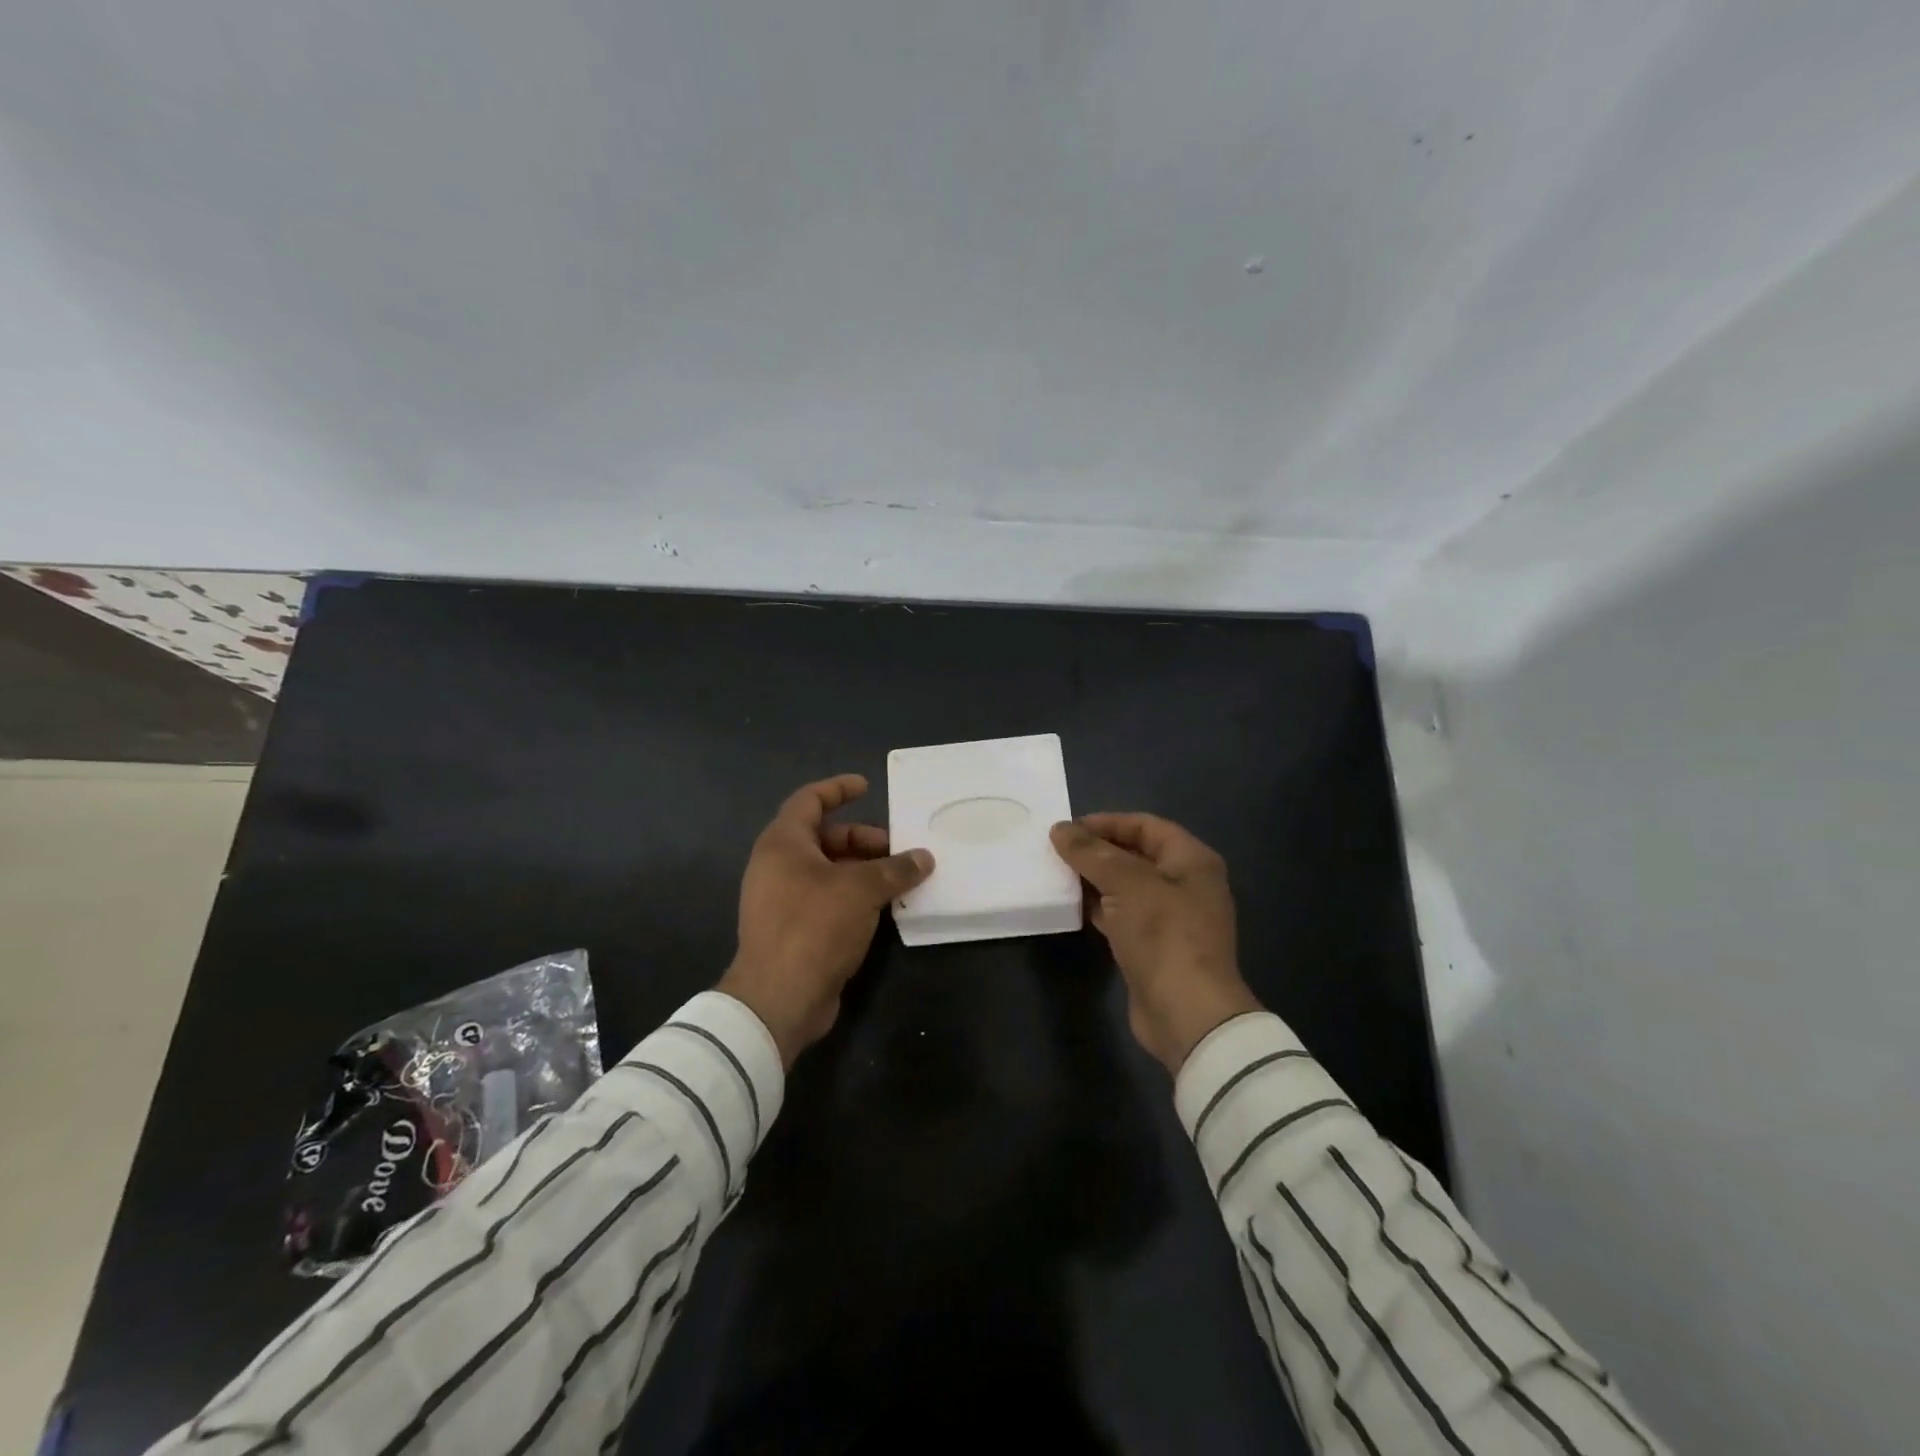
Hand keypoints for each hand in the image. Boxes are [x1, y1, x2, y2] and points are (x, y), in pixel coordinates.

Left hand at [718, 773, 933, 1067]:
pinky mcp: (794, 930)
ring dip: (864, 871)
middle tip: (898, 849)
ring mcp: (783, 900)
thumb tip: (924, 857)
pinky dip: (855, 896)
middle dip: (863, 840)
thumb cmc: (814, 926)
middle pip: (825, 838)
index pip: (810, 800)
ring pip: (829, 871)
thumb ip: (895, 869)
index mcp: (783, 843)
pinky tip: (885, 908)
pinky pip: (828, 899)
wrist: (779, 998)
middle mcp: (778, 866)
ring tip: (901, 880)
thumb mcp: (860, 889)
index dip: (838, 788)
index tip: (867, 786)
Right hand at [1050, 813, 1260, 1073]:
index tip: (1068, 829)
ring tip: (1056, 874)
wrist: (1187, 1014)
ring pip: (1127, 886)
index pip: (1146, 826)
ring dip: (1094, 879)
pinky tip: (1071, 906)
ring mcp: (1171, 917)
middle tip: (1057, 850)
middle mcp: (1186, 884)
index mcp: (1192, 860)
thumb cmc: (1164, 935)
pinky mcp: (1154, 946)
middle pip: (1136, 855)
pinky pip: (1122, 914)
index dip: (1107, 822)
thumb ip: (1092, 853)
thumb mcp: (1127, 883)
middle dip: (1097, 850)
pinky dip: (1099, 907)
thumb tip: (1060, 829)